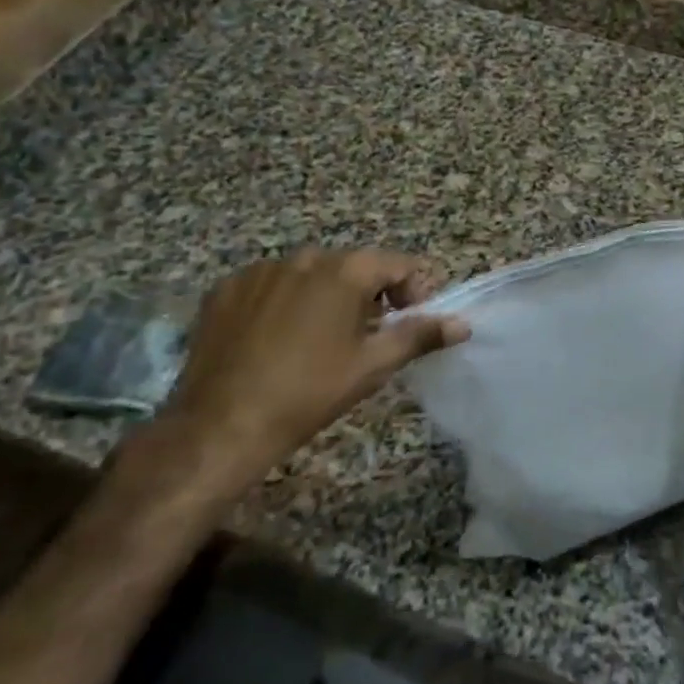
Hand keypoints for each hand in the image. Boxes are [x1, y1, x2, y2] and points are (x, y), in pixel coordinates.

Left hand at [156, 248, 468, 483]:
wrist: (221, 425)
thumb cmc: (308, 393)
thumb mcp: (372, 366)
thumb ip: (419, 336)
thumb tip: (462, 324)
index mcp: (343, 271)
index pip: (397, 263)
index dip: (414, 288)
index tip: (412, 320)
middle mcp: (303, 258)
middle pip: (352, 266)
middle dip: (369, 295)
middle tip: (368, 336)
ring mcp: (259, 270)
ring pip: (310, 275)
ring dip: (325, 296)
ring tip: (320, 340)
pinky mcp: (226, 289)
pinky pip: (270, 285)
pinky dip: (283, 302)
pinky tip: (276, 339)